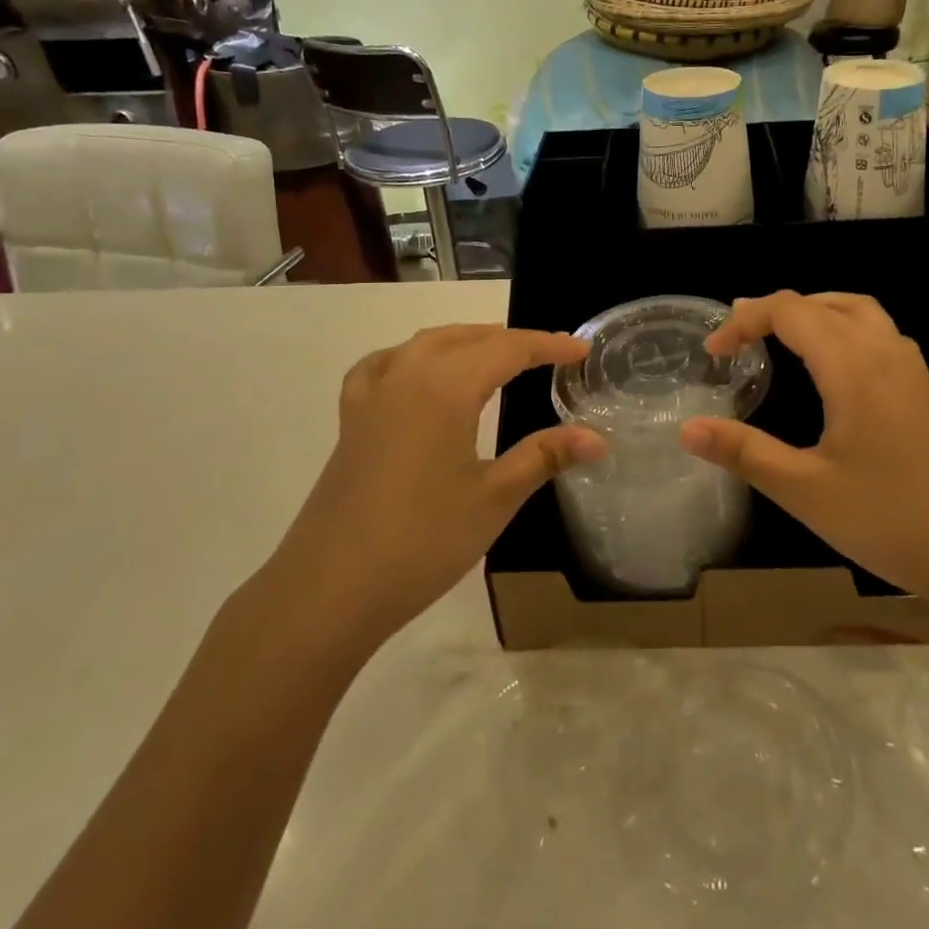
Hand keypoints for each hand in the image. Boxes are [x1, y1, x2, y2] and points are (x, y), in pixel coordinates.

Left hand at [268, 325, 604, 645]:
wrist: (329, 590)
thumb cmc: (422, 541)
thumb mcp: (494, 497)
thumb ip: (545, 456)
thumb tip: (598, 438)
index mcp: (445, 387)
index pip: (508, 349)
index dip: (548, 345)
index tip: (582, 350)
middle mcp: (407, 376)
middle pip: (466, 338)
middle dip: (511, 340)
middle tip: (548, 354)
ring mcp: (372, 396)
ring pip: (425, 344)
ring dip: (465, 339)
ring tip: (494, 353)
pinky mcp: (351, 420)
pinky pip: (384, 365)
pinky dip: (412, 357)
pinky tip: (416, 374)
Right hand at [680, 291, 928, 603]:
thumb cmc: (891, 520)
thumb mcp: (805, 491)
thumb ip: (744, 453)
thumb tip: (687, 429)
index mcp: (853, 366)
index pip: (790, 311)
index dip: (744, 321)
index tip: (713, 354)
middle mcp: (884, 353)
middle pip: (823, 302)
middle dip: (774, 311)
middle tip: (737, 338)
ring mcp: (910, 370)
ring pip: (857, 311)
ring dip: (814, 311)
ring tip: (780, 337)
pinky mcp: (923, 391)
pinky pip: (878, 333)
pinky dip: (842, 328)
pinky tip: (833, 368)